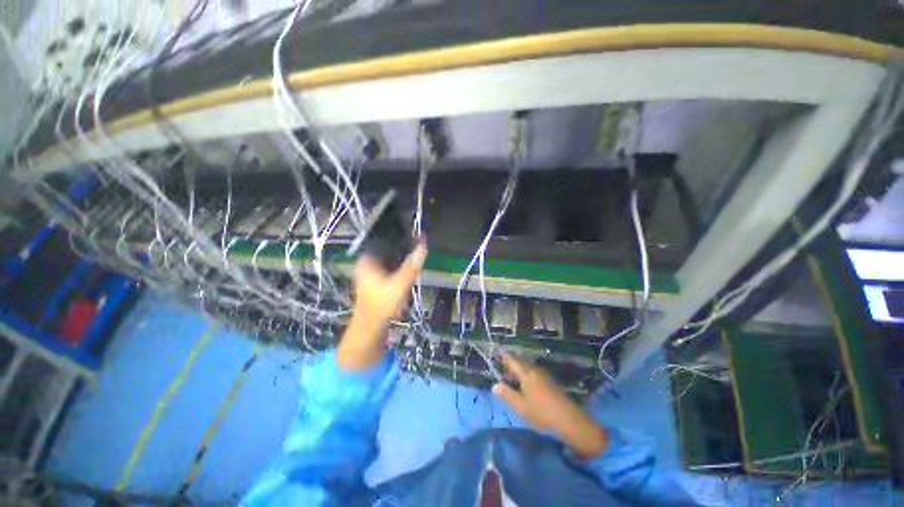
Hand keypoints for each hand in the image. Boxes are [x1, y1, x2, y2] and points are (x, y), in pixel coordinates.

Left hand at [337, 243, 427, 369]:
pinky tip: (408, 267)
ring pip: (388, 258)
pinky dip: (398, 266)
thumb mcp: (400, 283)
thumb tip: (423, 246)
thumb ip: (412, 265)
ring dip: (401, 257)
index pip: (383, 240)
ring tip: (415, 251)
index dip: (398, 236)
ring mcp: (370, 273)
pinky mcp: (375, 281)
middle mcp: (366, 263)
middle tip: (417, 243)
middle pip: (386, 249)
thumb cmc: (382, 304)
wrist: (371, 328)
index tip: (413, 233)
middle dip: (402, 247)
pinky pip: (388, 267)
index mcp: (367, 260)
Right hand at [493, 352, 608, 458]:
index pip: (512, 360)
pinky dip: (526, 375)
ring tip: (510, 374)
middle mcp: (535, 371)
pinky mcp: (550, 383)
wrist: (570, 421)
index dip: (504, 355)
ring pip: (527, 368)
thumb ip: (507, 395)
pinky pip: (534, 373)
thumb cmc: (542, 413)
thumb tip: (494, 385)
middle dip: (510, 362)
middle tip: (501, 363)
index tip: (496, 349)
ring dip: (518, 369)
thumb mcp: (521, 407)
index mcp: (526, 374)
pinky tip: (524, 384)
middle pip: (520, 362)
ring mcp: (544, 376)